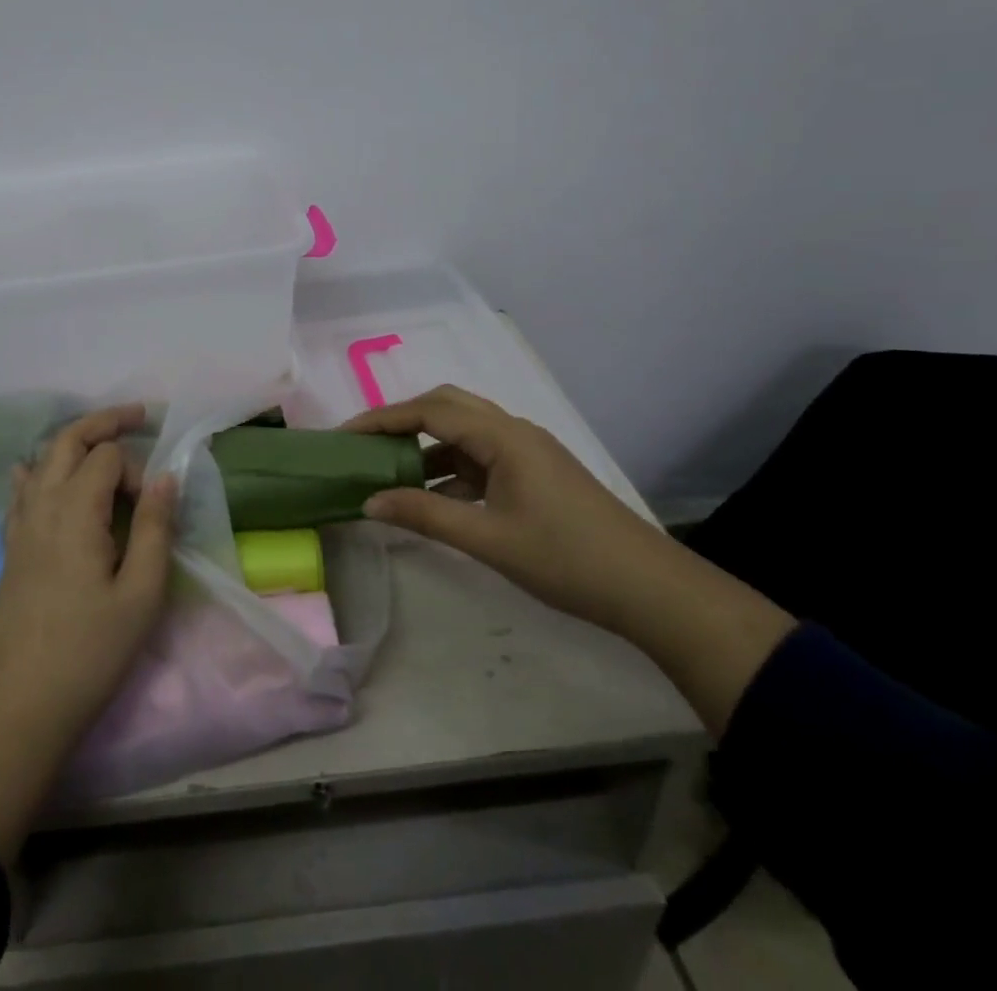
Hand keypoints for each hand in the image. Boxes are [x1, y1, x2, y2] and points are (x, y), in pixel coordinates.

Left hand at [0, 404, 175, 861]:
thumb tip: (165, 477)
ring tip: (103, 444)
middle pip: (67, 441)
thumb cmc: (89, 653)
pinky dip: (37, 472)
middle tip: (138, 416)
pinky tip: (37, 475)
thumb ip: (156, 528)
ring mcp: (19, 527)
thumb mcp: (141, 594)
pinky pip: (21, 492)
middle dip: (102, 423)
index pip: (107, 457)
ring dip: (73, 442)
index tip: (154, 509)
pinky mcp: (10, 550)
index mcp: (75, 510)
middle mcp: (41, 506)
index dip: (137, 470)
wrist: (16, 710)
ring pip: (42, 461)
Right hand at [345, 385, 658, 628]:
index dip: (383, 418)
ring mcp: (527, 451)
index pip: (430, 410)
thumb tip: (368, 502)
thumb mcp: (488, 540)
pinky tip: (433, 497)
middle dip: (403, 420)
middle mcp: (514, 431)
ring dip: (426, 445)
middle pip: (447, 406)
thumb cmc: (567, 560)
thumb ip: (425, 515)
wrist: (651, 590)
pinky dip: (450, 468)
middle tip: (366, 444)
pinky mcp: (534, 473)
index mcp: (504, 437)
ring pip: (464, 432)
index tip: (345, 435)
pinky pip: (481, 457)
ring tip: (389, 471)